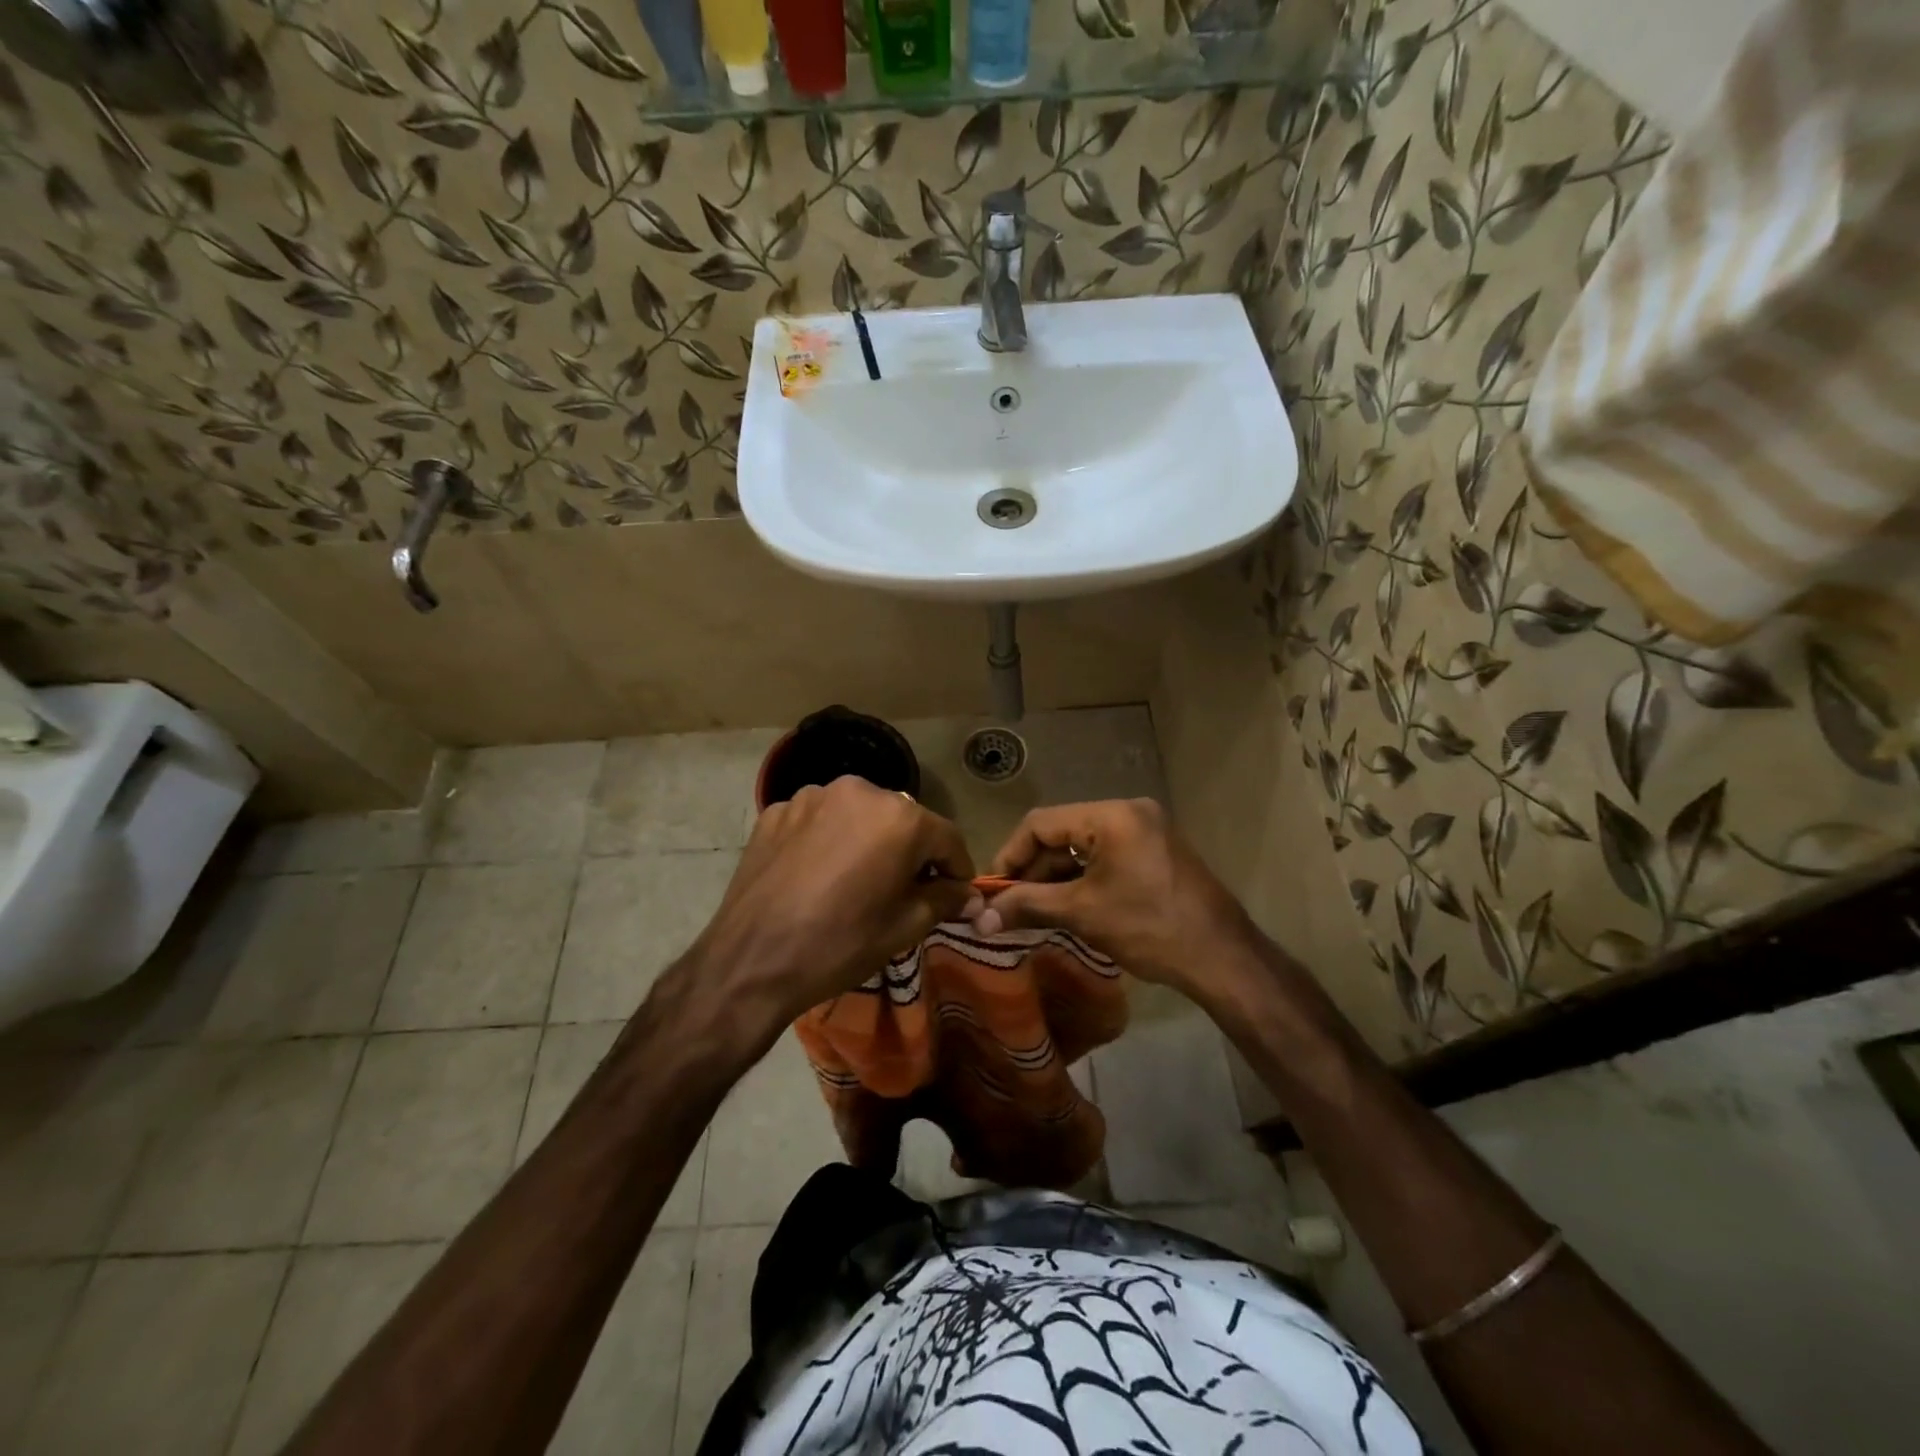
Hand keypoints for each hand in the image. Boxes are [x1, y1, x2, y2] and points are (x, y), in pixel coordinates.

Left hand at [694, 776, 974, 1025]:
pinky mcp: (777, 810)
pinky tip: (817, 875)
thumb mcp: (904, 927)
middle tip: (903, 891)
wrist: (751, 961)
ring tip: (854, 881)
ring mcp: (812, 796)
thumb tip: (968, 894)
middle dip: (910, 852)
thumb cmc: (839, 944)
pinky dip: (828, 840)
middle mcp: (859, 790)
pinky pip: (819, 820)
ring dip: (867, 841)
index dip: (956, 869)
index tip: (954, 895)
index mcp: (899, 816)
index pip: (947, 838)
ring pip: (858, 816)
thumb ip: (944, 899)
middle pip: (902, 820)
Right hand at [966, 799, 1254, 1000]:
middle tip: (1010, 906)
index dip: (1010, 856)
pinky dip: (1082, 878)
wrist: (1222, 957)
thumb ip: (1027, 906)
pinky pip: (1105, 855)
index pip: (1041, 823)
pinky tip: (1066, 906)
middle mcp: (1129, 811)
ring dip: (1056, 876)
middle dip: (1033, 869)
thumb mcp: (1081, 913)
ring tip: (1033, 910)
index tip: (993, 890)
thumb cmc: (1148, 927)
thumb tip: (979, 918)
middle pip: (1062, 832)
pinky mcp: (1155, 851)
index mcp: (1112, 815)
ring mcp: (1146, 830)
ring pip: (1083, 846)